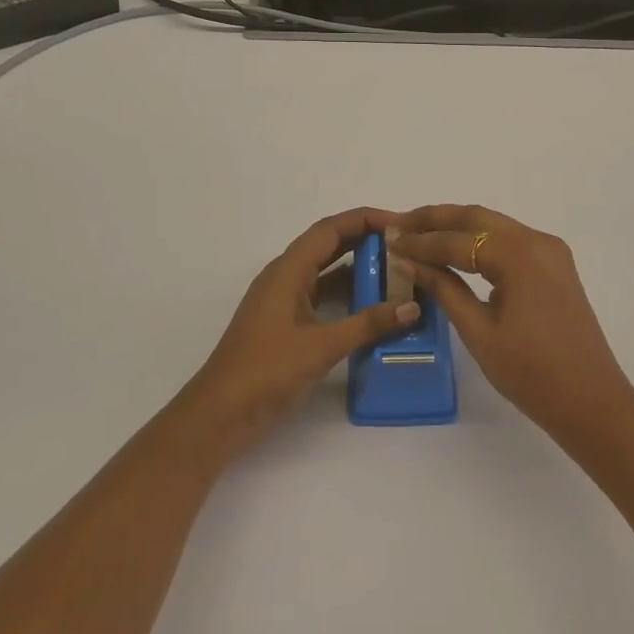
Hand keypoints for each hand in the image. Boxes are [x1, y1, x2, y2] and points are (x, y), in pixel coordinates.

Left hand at [176, 208, 419, 463]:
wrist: (220, 414)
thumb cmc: (267, 371)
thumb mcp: (322, 346)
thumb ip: (368, 324)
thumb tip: (412, 306)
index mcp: (288, 270)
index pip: (330, 229)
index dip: (365, 219)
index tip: (400, 223)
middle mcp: (285, 277)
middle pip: (329, 245)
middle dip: (365, 241)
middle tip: (405, 247)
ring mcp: (283, 301)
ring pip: (326, 272)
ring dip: (358, 269)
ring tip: (397, 274)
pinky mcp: (286, 323)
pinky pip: (321, 296)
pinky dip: (347, 296)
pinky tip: (373, 308)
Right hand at [390, 205, 633, 438]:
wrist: (591, 401)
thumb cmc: (531, 373)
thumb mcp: (478, 331)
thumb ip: (444, 288)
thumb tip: (409, 261)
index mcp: (518, 255)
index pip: (457, 240)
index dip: (420, 242)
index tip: (389, 241)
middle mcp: (536, 241)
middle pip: (477, 217)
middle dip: (436, 218)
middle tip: (400, 224)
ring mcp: (550, 251)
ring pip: (495, 225)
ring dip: (457, 226)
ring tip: (419, 233)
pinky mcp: (555, 265)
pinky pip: (510, 241)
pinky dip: (480, 241)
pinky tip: (456, 250)